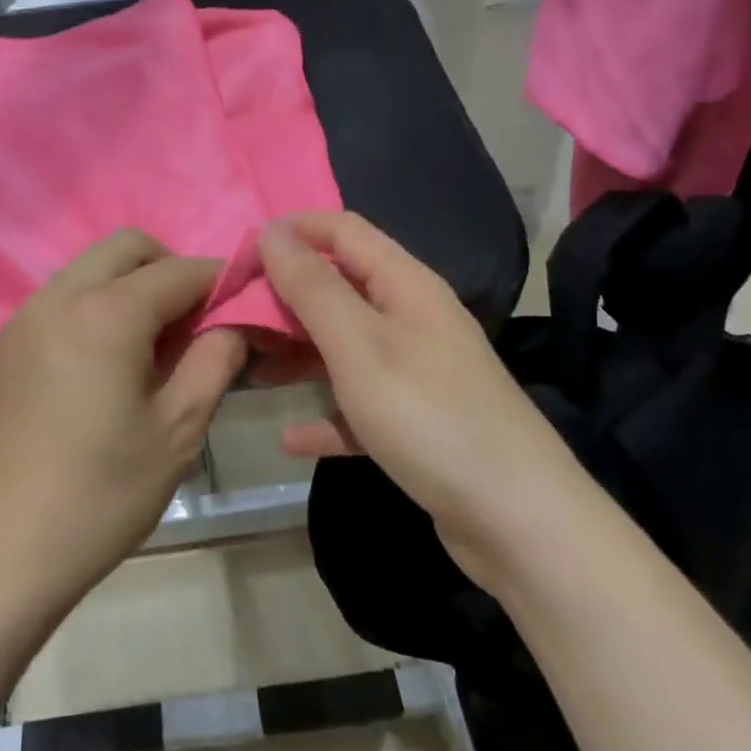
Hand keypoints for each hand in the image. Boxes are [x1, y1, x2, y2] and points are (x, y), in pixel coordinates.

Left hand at [0, 230, 245, 608]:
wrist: (1, 551)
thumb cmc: (101, 493)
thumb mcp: (179, 429)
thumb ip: (215, 360)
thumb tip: (232, 322)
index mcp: (106, 313)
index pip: (179, 271)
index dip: (220, 280)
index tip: (246, 302)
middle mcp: (60, 297)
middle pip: (128, 247)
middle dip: (171, 268)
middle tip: (195, 322)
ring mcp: (26, 317)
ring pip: (91, 267)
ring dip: (132, 284)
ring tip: (154, 343)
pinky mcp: (7, 343)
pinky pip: (64, 296)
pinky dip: (98, 303)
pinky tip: (109, 359)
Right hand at [258, 213, 557, 577]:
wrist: (517, 520)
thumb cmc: (428, 415)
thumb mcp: (359, 345)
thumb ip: (312, 287)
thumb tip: (273, 231)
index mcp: (405, 285)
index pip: (343, 230)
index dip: (292, 230)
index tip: (240, 252)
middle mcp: (413, 318)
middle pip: (340, 287)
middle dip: (286, 295)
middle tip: (233, 314)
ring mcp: (418, 372)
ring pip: (345, 346)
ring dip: (298, 351)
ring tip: (247, 365)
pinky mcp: (418, 422)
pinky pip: (359, 405)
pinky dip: (326, 414)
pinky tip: (290, 437)